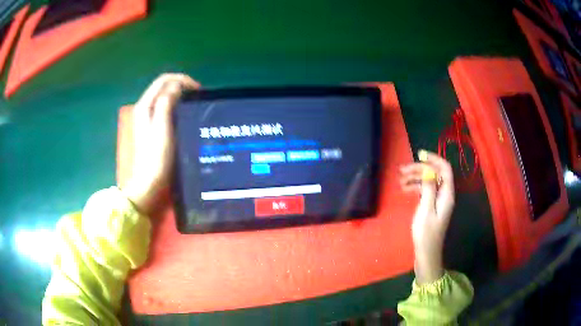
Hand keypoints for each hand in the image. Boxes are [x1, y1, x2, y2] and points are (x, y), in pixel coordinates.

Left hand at [122, 73, 199, 214]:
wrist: (149, 182)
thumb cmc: (156, 156)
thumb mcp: (162, 128)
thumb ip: (166, 103)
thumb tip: (176, 86)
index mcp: (145, 106)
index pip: (163, 80)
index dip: (181, 80)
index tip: (197, 90)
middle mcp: (144, 108)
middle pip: (163, 86)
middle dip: (181, 86)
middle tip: (198, 96)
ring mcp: (147, 118)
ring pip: (164, 97)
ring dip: (179, 95)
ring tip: (194, 103)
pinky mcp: (152, 127)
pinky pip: (165, 108)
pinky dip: (176, 105)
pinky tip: (185, 114)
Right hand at [399, 150, 454, 283]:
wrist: (426, 253)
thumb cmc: (426, 234)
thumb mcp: (426, 210)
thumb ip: (429, 189)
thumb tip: (429, 170)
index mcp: (447, 195)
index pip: (445, 169)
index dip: (434, 159)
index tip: (420, 155)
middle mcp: (445, 195)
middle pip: (435, 174)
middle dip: (420, 169)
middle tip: (402, 170)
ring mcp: (438, 200)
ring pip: (429, 182)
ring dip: (416, 178)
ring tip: (400, 180)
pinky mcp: (432, 206)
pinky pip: (426, 191)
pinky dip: (416, 187)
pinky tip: (405, 190)